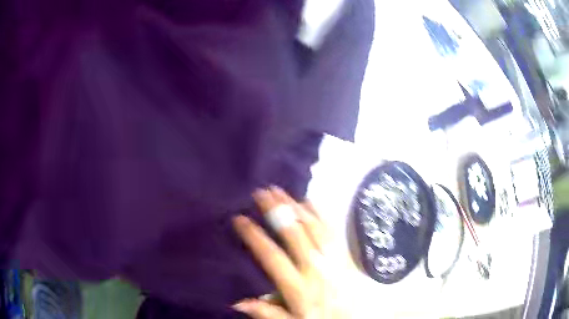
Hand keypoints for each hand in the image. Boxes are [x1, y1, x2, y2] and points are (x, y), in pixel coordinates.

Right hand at [232, 186, 350, 318]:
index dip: (254, 236)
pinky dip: (320, 213)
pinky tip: (309, 201)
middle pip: (293, 233)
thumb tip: (238, 303)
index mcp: (299, 287)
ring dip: (295, 207)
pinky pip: (332, 230)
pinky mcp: (344, 255)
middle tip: (261, 192)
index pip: (272, 256)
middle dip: (275, 210)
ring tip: (280, 191)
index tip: (240, 219)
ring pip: (312, 227)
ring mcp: (332, 259)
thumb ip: (268, 314)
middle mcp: (315, 268)